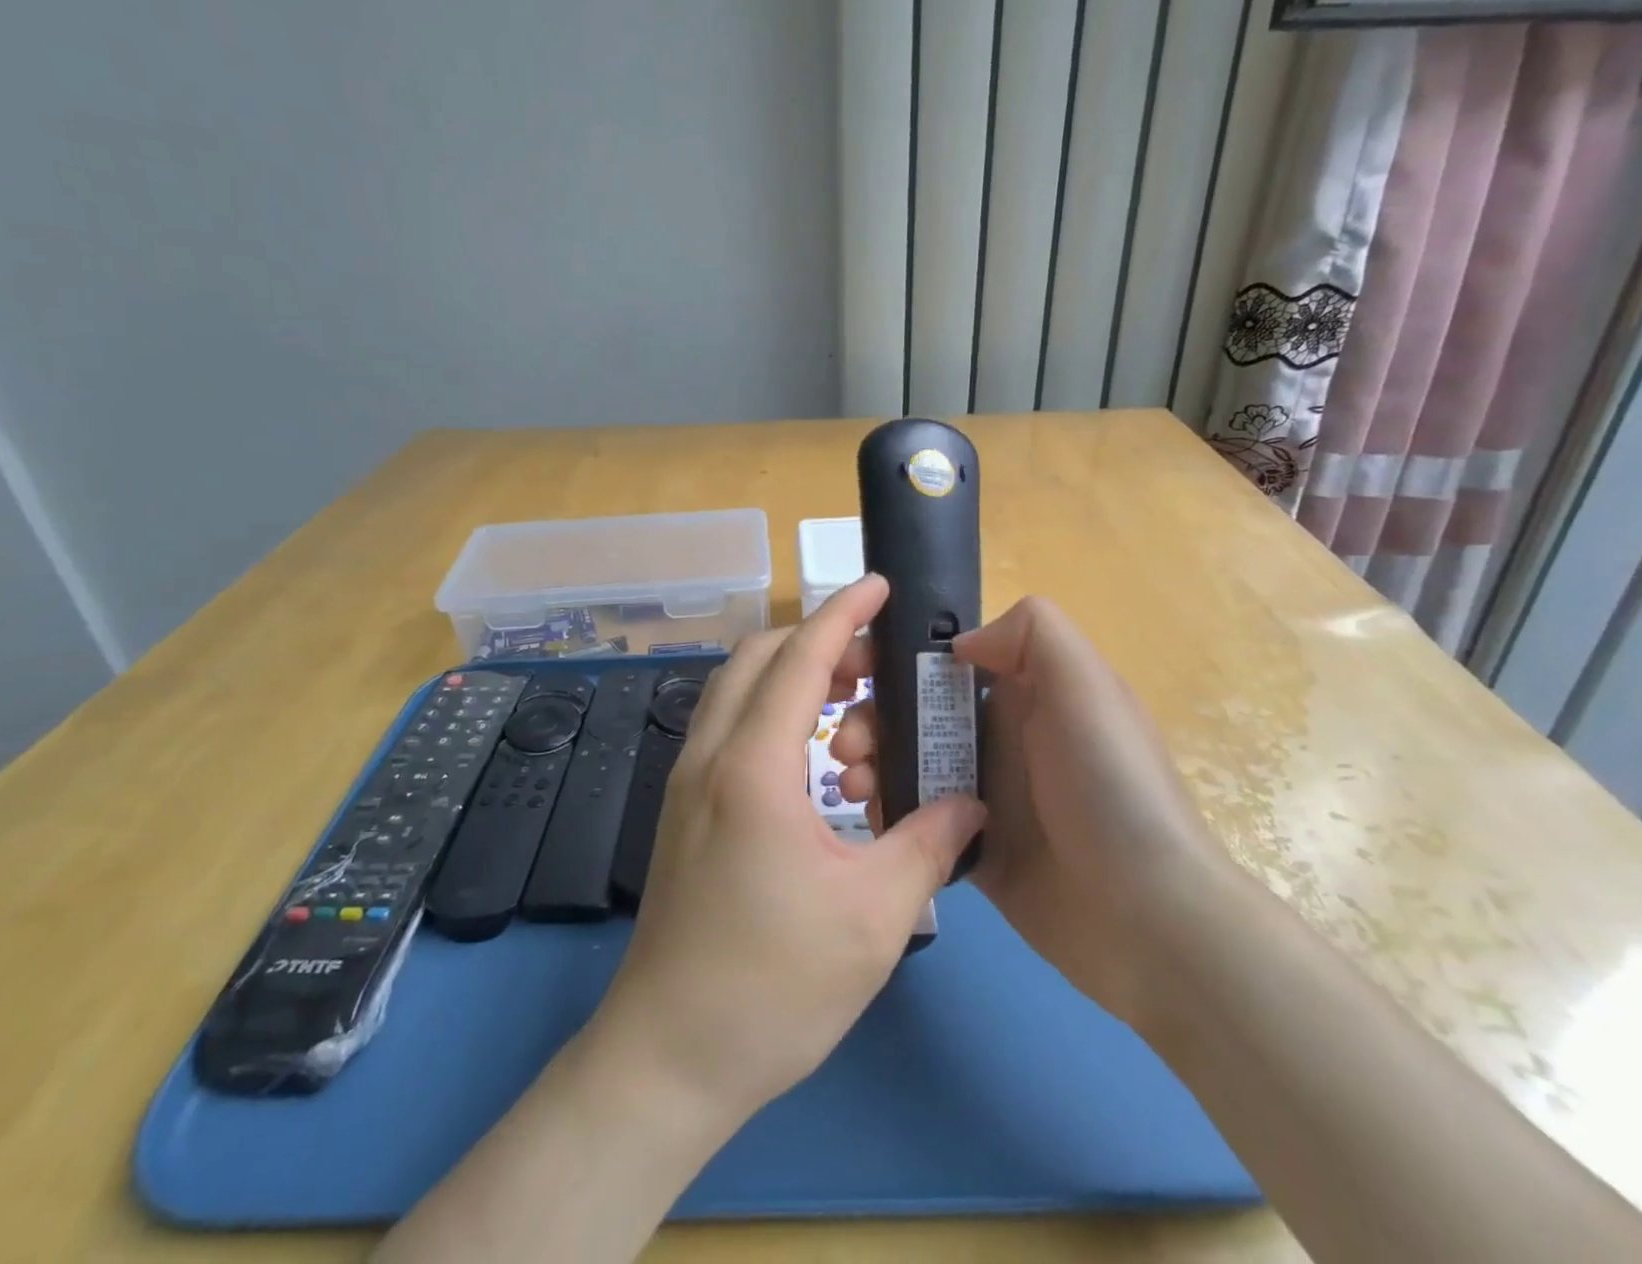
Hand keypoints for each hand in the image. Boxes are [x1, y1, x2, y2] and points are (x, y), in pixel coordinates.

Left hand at [589, 575, 985, 1124]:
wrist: (669, 1055)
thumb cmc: (774, 986)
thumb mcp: (875, 917)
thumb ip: (928, 844)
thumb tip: (971, 803)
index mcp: (753, 767)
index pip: (800, 658)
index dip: (842, 613)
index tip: (879, 586)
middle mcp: (709, 755)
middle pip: (758, 657)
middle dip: (816, 638)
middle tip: (876, 660)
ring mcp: (686, 779)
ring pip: (735, 686)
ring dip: (789, 671)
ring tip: (849, 698)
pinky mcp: (682, 806)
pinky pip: (725, 722)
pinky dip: (769, 706)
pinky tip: (810, 751)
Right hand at [831, 595, 1223, 1026]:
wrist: (1147, 919)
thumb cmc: (1110, 785)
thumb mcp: (1085, 685)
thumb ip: (1030, 633)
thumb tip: (957, 644)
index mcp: (1023, 691)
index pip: (942, 660)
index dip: (894, 657)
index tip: (853, 670)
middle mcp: (999, 736)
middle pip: (913, 712)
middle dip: (869, 717)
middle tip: (843, 744)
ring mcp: (983, 795)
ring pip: (905, 763)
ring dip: (869, 764)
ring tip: (852, 785)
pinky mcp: (972, 849)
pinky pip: (915, 820)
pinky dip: (886, 813)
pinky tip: (869, 818)